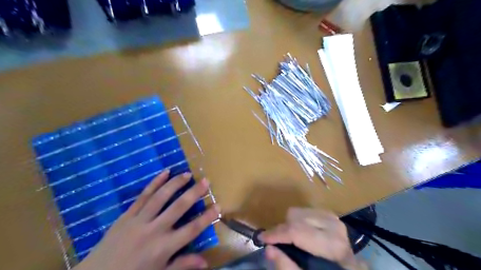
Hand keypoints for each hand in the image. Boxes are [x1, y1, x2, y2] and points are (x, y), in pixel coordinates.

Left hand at [74, 170, 220, 269]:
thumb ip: (182, 265)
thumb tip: (206, 262)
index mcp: (163, 247)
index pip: (191, 230)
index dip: (207, 218)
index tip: (218, 206)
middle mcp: (154, 230)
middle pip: (178, 207)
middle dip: (194, 193)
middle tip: (206, 181)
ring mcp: (139, 220)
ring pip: (161, 197)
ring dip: (175, 183)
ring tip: (188, 174)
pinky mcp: (127, 215)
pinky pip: (143, 196)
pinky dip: (154, 183)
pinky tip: (165, 172)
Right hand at [262, 209, 366, 269]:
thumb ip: (287, 266)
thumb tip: (268, 249)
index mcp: (332, 246)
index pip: (297, 232)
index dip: (277, 235)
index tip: (262, 239)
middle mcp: (334, 227)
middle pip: (295, 218)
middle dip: (282, 230)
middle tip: (276, 243)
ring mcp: (333, 218)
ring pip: (298, 212)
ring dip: (289, 224)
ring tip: (290, 239)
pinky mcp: (330, 215)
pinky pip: (304, 211)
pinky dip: (297, 221)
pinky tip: (300, 233)